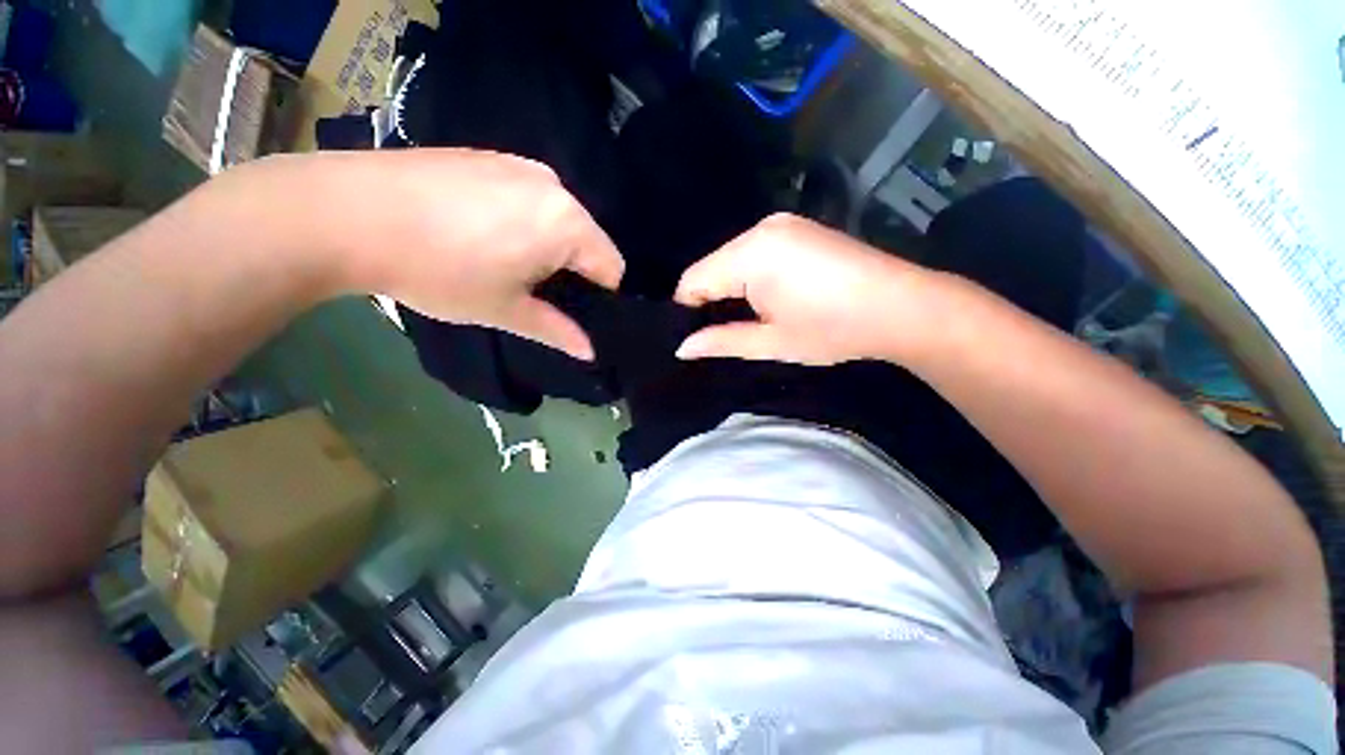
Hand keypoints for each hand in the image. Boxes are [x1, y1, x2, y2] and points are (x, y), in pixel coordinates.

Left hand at [238, 150, 624, 359]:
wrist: (347, 212)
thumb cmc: (439, 270)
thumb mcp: (505, 310)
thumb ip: (557, 331)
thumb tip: (590, 353)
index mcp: (568, 223)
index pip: (612, 267)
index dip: (597, 297)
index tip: (565, 309)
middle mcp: (554, 186)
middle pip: (589, 241)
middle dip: (572, 270)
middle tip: (531, 289)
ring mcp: (521, 165)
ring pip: (561, 219)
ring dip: (548, 245)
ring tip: (503, 260)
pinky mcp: (491, 156)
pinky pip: (531, 198)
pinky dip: (524, 221)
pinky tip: (481, 232)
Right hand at [674, 213, 942, 364]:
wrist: (902, 307)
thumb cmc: (832, 330)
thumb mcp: (771, 342)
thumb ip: (721, 341)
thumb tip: (682, 349)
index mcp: (750, 255)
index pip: (693, 280)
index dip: (688, 311)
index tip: (698, 337)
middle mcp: (760, 229)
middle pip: (712, 267)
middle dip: (711, 299)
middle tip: (724, 332)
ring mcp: (782, 224)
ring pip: (733, 259)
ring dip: (732, 288)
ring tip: (749, 318)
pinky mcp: (798, 228)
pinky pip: (755, 252)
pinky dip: (750, 275)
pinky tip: (769, 297)